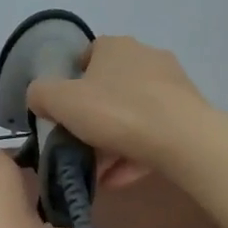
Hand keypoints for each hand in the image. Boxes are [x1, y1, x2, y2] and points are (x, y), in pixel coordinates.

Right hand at [26, 35, 211, 187]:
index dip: (72, 83)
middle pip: (110, 89)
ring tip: (98, 175)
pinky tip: (120, 180)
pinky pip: (152, 133)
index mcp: (115, 47)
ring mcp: (171, 86)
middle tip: (79, 148)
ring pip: (131, 115)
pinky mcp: (188, 113)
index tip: (64, 112)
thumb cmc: (116, 111)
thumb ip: (41, 95)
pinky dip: (134, 154)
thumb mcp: (61, 102)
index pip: (88, 56)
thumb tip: (39, 97)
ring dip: (112, 143)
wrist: (183, 138)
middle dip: (92, 121)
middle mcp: (145, 57)